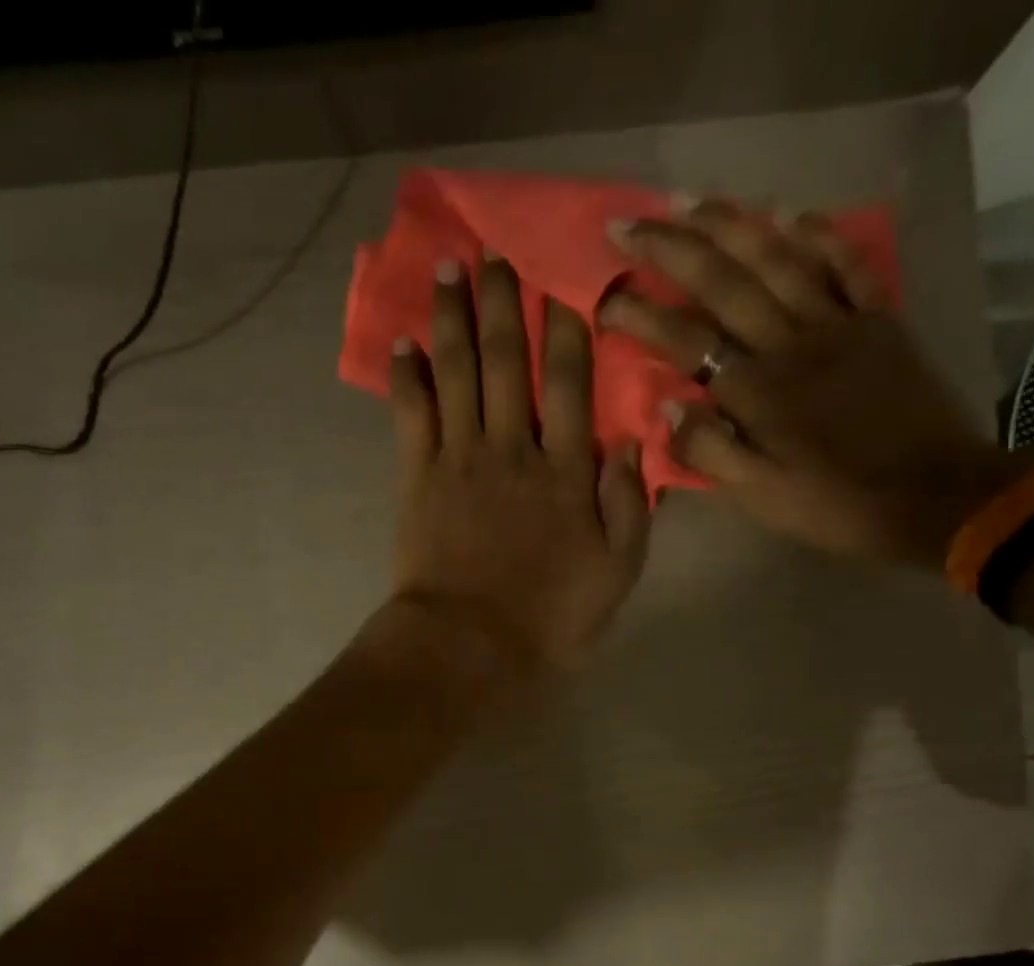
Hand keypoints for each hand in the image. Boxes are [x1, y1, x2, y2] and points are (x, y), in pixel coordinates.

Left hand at [388, 255, 650, 675]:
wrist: (469, 646)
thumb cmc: (549, 619)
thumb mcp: (616, 574)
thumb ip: (629, 507)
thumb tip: (628, 441)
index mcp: (567, 473)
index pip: (573, 385)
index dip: (570, 330)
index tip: (567, 282)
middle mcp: (514, 449)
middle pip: (509, 362)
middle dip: (504, 302)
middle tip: (494, 250)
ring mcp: (461, 460)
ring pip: (459, 373)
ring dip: (453, 318)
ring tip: (448, 268)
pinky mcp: (418, 479)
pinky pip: (412, 414)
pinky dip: (408, 376)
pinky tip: (404, 342)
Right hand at [599, 200, 1028, 570]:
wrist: (933, 497)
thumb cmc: (836, 505)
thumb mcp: (761, 498)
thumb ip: (709, 453)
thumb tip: (665, 410)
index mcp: (757, 392)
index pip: (686, 340)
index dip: (640, 315)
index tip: (604, 297)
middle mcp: (792, 343)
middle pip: (724, 282)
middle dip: (671, 249)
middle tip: (630, 223)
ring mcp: (840, 324)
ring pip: (779, 258)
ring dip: (732, 224)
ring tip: (692, 200)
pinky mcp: (881, 322)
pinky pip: (848, 264)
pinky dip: (819, 235)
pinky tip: (792, 214)